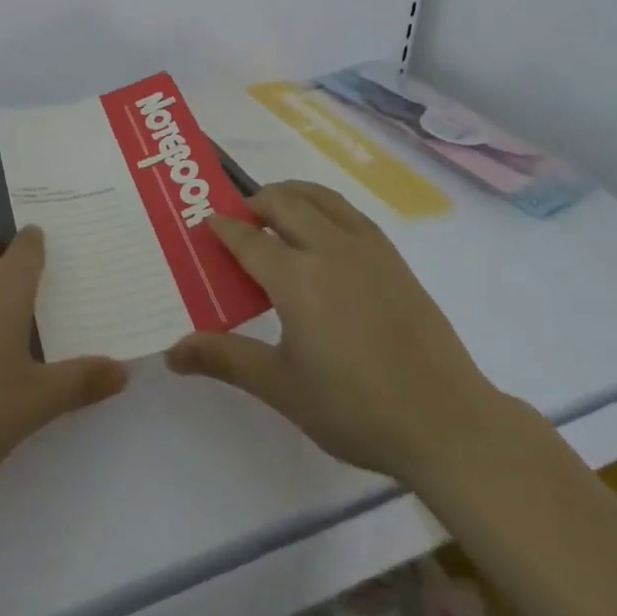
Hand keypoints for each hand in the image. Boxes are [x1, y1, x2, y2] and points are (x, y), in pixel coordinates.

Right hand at [167, 182, 499, 483]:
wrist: (445, 420)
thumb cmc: (356, 408)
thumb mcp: (282, 388)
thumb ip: (226, 359)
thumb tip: (172, 352)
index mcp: (296, 277)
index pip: (248, 238)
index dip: (223, 227)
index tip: (206, 222)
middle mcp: (328, 247)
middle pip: (282, 202)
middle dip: (254, 203)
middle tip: (239, 222)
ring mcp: (365, 246)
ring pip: (318, 196)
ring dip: (289, 194)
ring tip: (276, 213)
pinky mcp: (392, 255)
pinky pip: (347, 210)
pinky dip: (323, 204)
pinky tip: (323, 230)